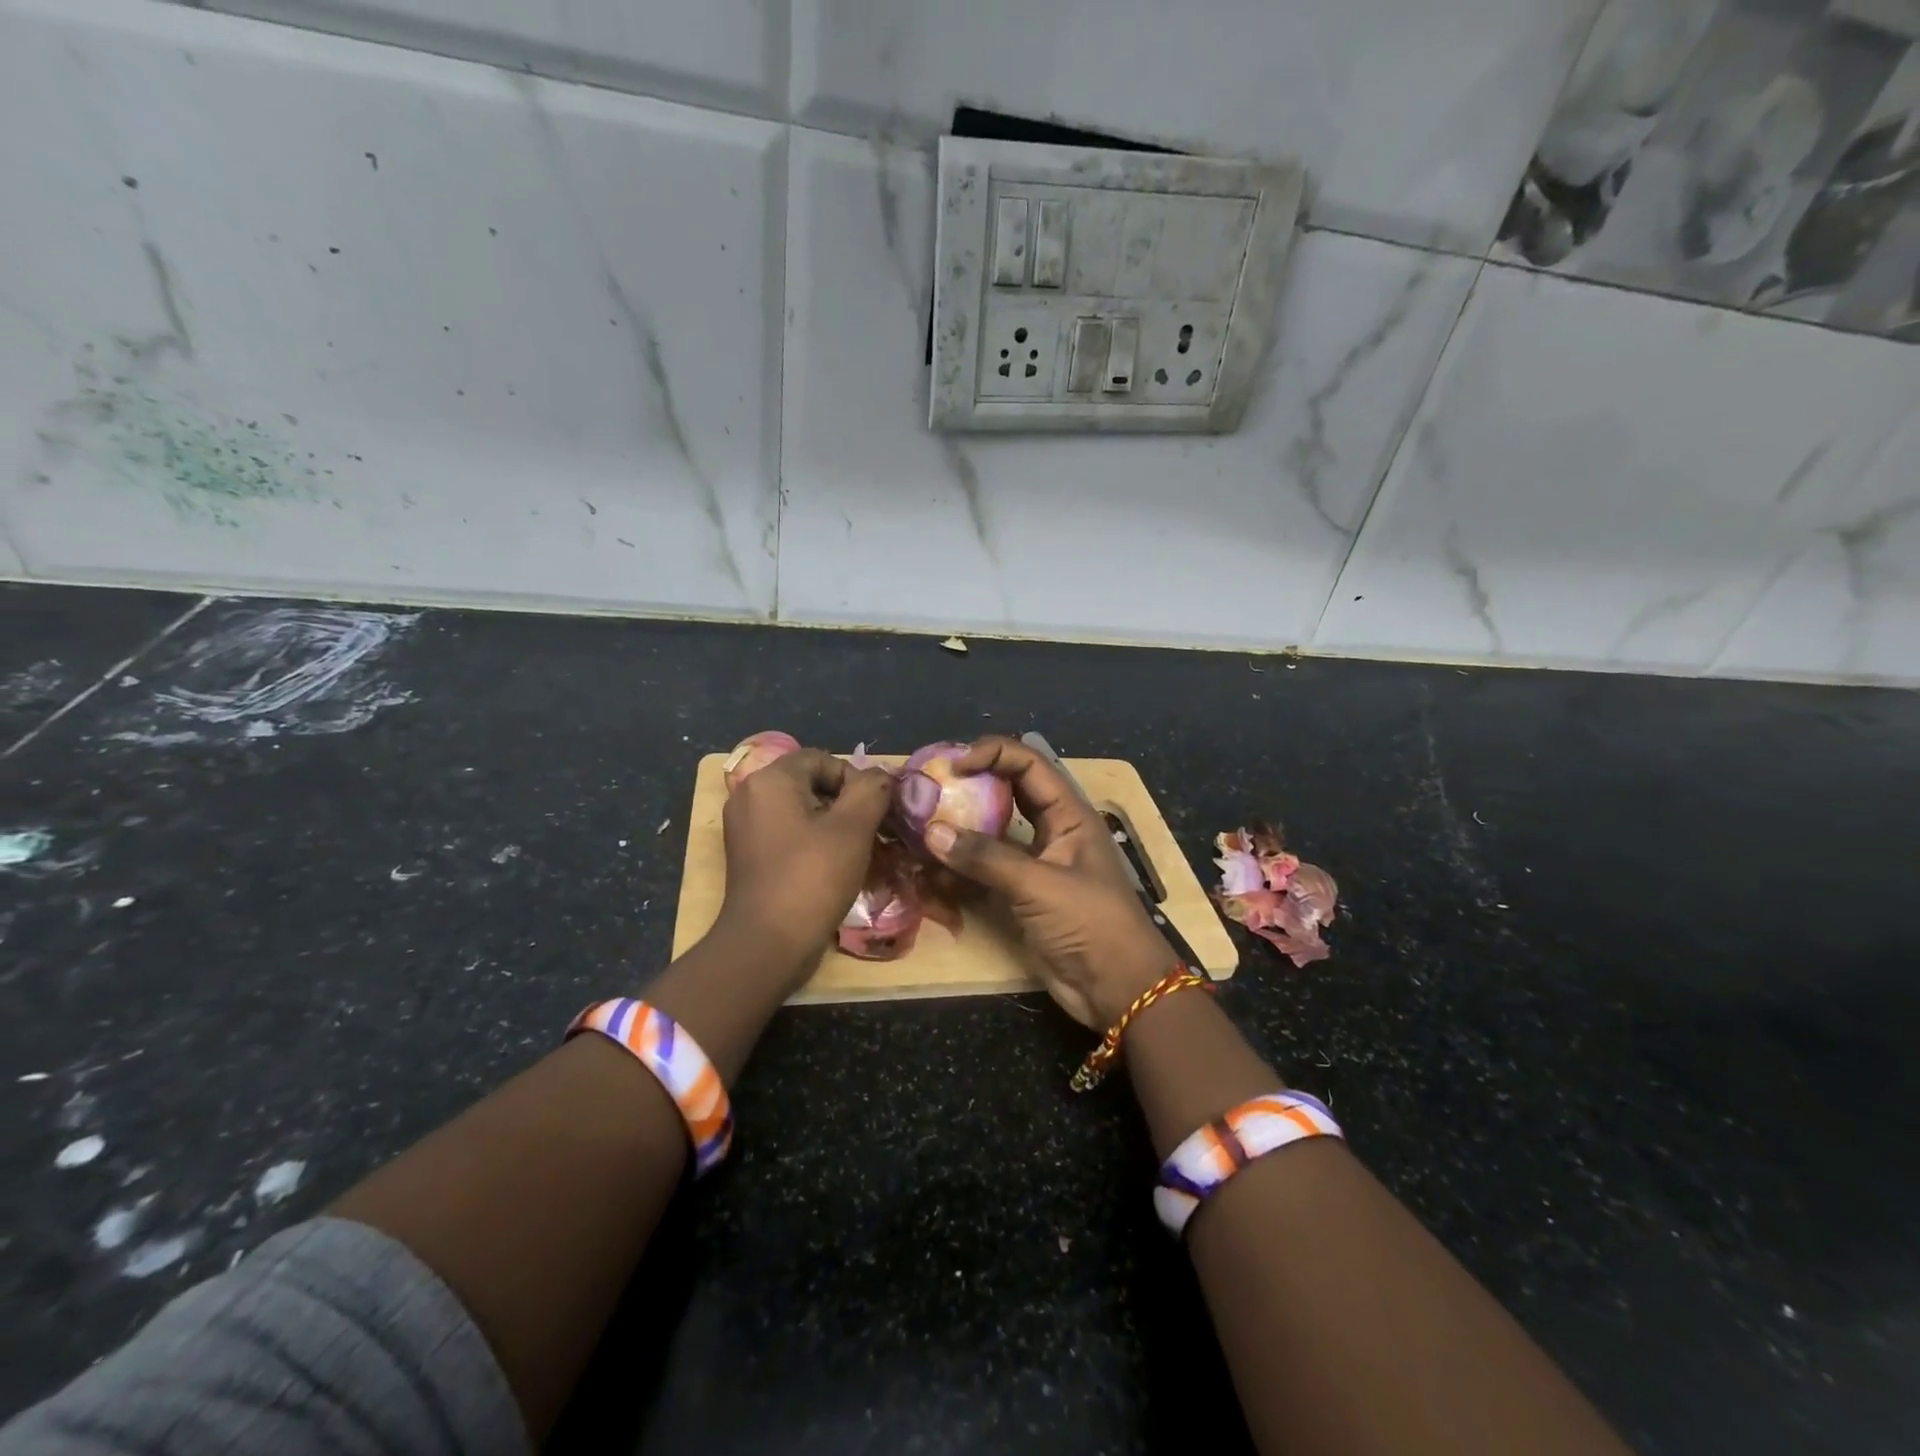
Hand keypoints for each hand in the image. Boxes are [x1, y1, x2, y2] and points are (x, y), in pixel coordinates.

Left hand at [716, 748, 893, 978]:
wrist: (766, 945)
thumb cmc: (811, 879)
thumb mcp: (852, 829)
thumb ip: (872, 790)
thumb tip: (881, 775)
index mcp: (770, 780)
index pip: (823, 759)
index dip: (855, 779)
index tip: (874, 811)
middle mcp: (750, 795)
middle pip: (811, 783)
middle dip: (846, 803)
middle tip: (871, 831)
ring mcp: (745, 827)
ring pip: (801, 810)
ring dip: (833, 825)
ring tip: (858, 851)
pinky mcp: (748, 855)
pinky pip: (788, 833)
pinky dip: (813, 842)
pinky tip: (833, 867)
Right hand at [922, 736, 1174, 1027]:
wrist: (1118, 990)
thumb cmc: (1091, 924)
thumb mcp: (1040, 885)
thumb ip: (986, 858)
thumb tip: (932, 832)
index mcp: (1069, 814)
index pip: (1029, 764)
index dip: (992, 754)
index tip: (953, 765)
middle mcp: (1051, 830)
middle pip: (1008, 791)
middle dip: (972, 784)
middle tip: (930, 785)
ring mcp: (1035, 863)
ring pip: (993, 831)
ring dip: (961, 826)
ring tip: (922, 822)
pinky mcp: (1021, 895)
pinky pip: (986, 869)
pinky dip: (960, 866)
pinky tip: (931, 867)